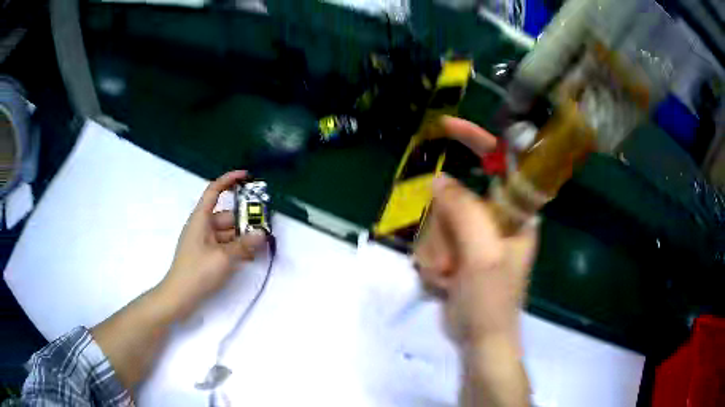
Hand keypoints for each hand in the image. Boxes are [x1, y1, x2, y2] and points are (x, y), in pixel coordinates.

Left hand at [159, 170, 265, 319]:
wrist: (180, 296)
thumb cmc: (198, 271)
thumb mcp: (223, 257)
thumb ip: (244, 245)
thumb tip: (262, 234)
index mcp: (201, 218)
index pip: (214, 191)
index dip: (229, 180)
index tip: (246, 176)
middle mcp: (202, 226)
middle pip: (226, 216)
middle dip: (245, 220)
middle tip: (265, 226)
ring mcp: (204, 241)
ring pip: (227, 232)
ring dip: (243, 237)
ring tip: (261, 245)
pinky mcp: (206, 255)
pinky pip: (224, 245)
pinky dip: (236, 248)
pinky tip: (250, 256)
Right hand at [414, 117, 538, 348]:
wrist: (480, 340)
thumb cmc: (492, 301)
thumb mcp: (483, 255)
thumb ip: (464, 212)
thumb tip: (439, 180)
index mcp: (516, 212)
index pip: (500, 162)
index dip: (476, 140)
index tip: (446, 126)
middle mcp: (496, 217)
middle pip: (457, 195)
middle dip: (445, 227)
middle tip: (452, 257)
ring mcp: (474, 234)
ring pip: (438, 219)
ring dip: (437, 250)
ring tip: (449, 276)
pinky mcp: (456, 249)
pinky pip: (431, 239)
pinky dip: (431, 261)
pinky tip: (443, 282)